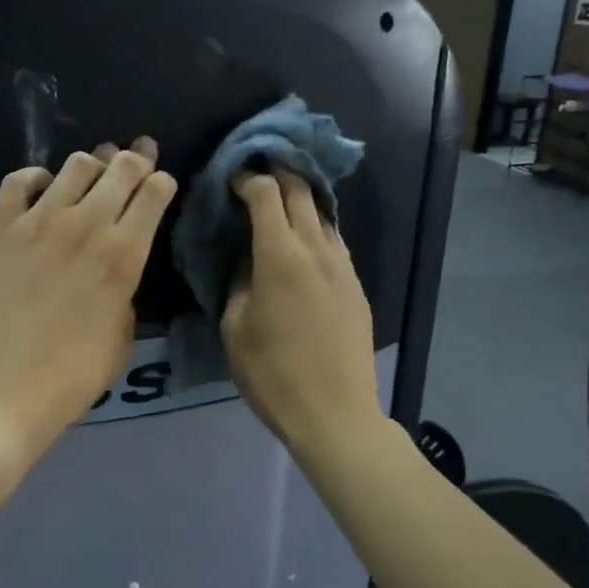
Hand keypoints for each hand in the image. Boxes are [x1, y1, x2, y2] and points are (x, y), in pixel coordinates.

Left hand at [0, 138, 176, 464]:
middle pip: (121, 166)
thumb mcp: (121, 341)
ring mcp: (38, 221)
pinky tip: (42, 193)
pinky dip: (38, 179)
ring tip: (90, 180)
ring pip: (76, 164)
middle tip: (134, 166)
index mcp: (124, 256)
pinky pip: (21, 179)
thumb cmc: (68, 379)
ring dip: (91, 167)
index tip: (160, 186)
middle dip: (135, 161)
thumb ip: (125, 294)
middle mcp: (86, 226)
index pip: (154, 193)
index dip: (162, 183)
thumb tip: (114, 272)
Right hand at [221, 171, 386, 458]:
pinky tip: (302, 242)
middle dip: (277, 173)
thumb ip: (238, 282)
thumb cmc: (272, 374)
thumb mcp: (234, 327)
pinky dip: (315, 228)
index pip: (266, 193)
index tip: (231, 179)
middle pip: (300, 191)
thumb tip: (247, 260)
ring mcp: (343, 266)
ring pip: (322, 213)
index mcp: (280, 255)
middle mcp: (316, 249)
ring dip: (300, 199)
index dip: (247, 178)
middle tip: (256, 173)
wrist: (335, 414)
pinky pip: (334, 241)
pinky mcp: (356, 285)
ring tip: (278, 203)